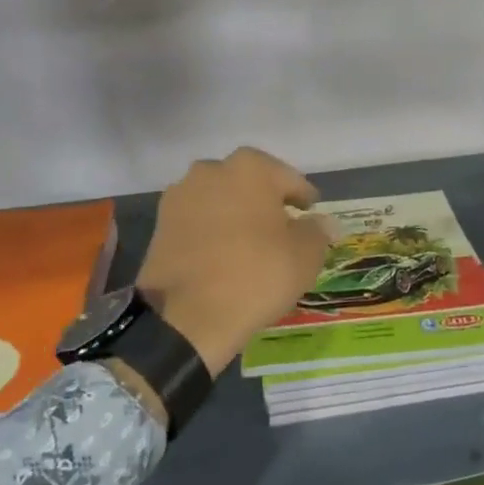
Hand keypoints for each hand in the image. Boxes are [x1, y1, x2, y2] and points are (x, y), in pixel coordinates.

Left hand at [135, 147, 332, 377]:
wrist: (186, 317)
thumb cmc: (255, 275)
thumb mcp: (305, 256)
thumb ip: (317, 231)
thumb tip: (323, 222)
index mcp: (250, 167)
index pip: (289, 179)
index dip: (303, 199)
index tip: (311, 214)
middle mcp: (212, 169)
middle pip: (250, 184)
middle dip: (266, 202)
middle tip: (281, 230)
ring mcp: (181, 195)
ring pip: (221, 200)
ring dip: (235, 215)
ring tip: (249, 245)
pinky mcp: (160, 223)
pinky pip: (198, 221)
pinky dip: (211, 232)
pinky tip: (222, 255)